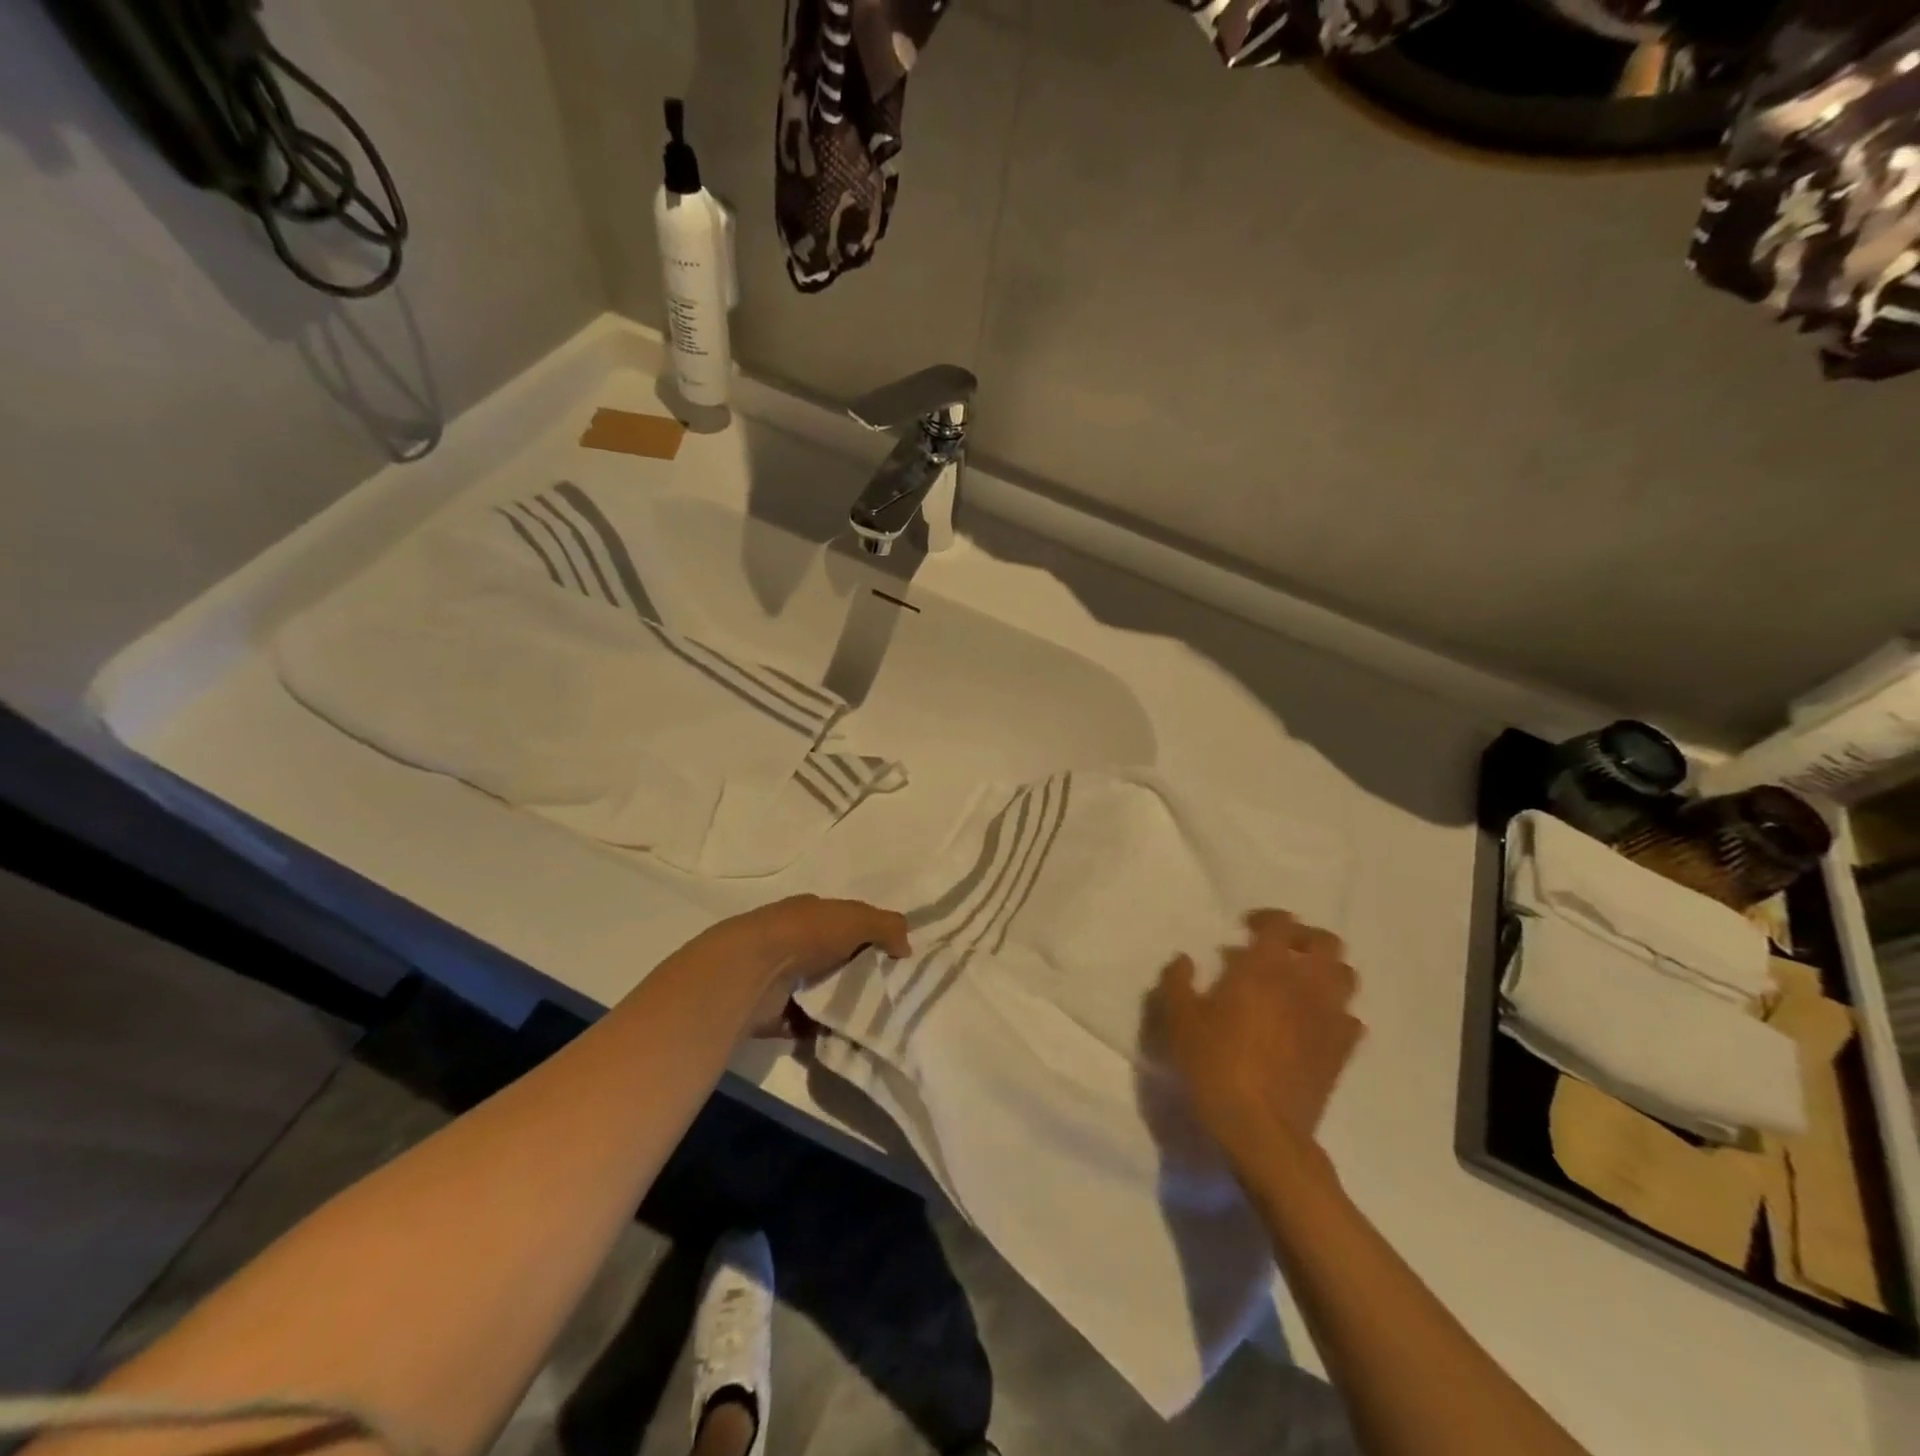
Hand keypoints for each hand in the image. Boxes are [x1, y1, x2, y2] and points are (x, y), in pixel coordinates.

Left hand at [705, 894, 910, 1035]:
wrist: (752, 972)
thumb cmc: (806, 935)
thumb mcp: (856, 918)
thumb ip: (887, 926)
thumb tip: (906, 947)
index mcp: (809, 913)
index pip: (844, 922)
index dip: (868, 936)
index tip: (893, 958)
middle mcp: (793, 941)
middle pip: (833, 960)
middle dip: (856, 975)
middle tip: (888, 995)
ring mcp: (780, 978)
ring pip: (820, 993)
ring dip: (839, 1007)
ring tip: (871, 1021)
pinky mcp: (772, 1013)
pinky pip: (805, 1024)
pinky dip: (821, 1032)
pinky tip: (844, 1038)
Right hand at [1149, 909, 1363, 1168]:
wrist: (1260, 1129)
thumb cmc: (1214, 1065)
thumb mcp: (1179, 1020)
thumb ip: (1177, 982)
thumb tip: (1184, 960)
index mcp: (1264, 968)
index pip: (1281, 924)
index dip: (1267, 918)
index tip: (1246, 928)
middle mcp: (1305, 984)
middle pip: (1326, 943)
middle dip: (1305, 938)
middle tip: (1280, 950)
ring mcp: (1329, 1018)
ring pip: (1346, 976)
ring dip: (1325, 970)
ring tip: (1300, 982)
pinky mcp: (1342, 1051)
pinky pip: (1351, 1018)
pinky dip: (1335, 1011)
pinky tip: (1313, 1023)